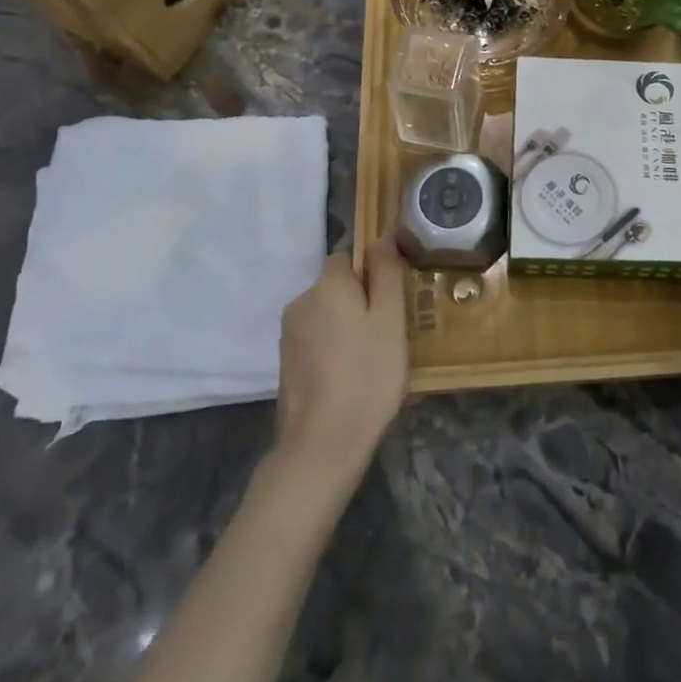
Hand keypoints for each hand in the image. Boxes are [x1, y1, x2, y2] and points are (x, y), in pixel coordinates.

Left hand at [274, 234, 408, 480]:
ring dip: (349, 327)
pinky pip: (318, 341)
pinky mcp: (287, 365)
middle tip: (390, 334)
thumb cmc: (367, 374)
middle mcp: (301, 302)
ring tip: (374, 360)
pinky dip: (335, 350)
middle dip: (362, 302)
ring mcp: (289, 336)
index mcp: (326, 285)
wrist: (323, 445)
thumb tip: (382, 236)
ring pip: (328, 316)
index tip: (393, 302)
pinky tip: (353, 378)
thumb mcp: (390, 319)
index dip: (373, 273)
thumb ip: (386, 273)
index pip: (349, 257)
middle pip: (337, 287)